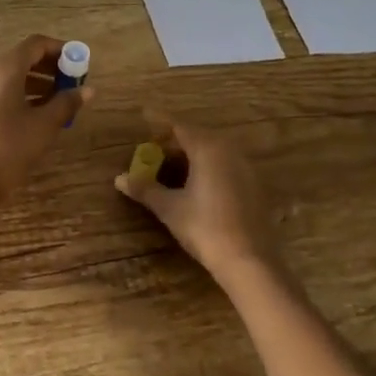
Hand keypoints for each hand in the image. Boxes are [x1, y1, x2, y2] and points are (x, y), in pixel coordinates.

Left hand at [0, 36, 92, 211]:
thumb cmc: (10, 150)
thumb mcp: (44, 126)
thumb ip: (67, 103)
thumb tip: (88, 90)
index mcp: (4, 70)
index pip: (35, 44)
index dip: (60, 49)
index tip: (79, 63)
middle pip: (23, 58)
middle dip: (51, 67)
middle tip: (73, 83)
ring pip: (12, 76)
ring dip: (38, 82)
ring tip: (61, 100)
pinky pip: (2, 91)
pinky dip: (23, 94)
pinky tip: (39, 113)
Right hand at [115, 117, 284, 279]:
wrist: (249, 260)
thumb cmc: (204, 227)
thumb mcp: (169, 208)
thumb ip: (145, 189)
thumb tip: (119, 178)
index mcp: (208, 149)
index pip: (179, 126)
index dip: (160, 122)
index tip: (144, 115)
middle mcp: (230, 150)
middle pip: (198, 136)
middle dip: (176, 140)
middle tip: (155, 149)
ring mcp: (247, 168)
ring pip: (215, 151)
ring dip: (194, 154)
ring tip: (174, 168)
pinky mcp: (256, 186)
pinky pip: (227, 166)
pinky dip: (210, 168)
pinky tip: (199, 185)